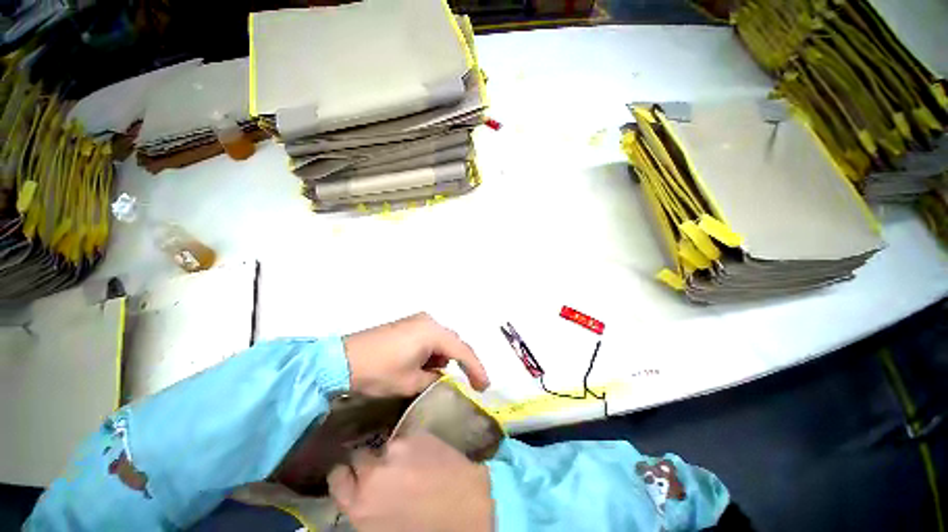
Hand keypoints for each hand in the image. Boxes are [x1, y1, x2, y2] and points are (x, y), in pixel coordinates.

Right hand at [328, 432, 492, 531]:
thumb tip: (364, 491)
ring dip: (394, 453)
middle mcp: (374, 471)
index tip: (353, 474)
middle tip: (384, 469)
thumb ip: (366, 505)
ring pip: (387, 445)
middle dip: (369, 462)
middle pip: (360, 455)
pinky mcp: (421, 434)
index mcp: (359, 503)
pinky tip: (426, 454)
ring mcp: (399, 449)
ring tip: (411, 462)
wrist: (465, 513)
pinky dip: (414, 444)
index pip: (337, 477)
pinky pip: (409, 437)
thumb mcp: (380, 526)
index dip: (346, 474)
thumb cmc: (422, 530)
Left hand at [344, 313, 489, 396]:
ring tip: (443, 377)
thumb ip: (434, 378)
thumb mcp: (410, 382)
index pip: (462, 350)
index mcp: (432, 332)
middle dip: (462, 362)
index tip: (484, 387)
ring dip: (445, 357)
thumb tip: (441, 375)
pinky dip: (433, 352)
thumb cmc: (378, 371)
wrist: (342, 360)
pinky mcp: (408, 325)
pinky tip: (427, 365)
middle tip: (471, 382)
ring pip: (441, 340)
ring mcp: (417, 321)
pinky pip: (429, 338)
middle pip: (454, 342)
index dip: (476, 369)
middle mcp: (428, 321)